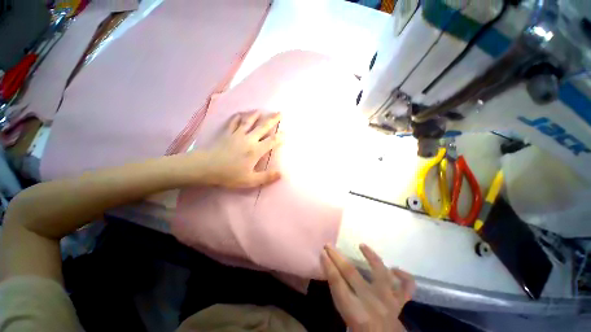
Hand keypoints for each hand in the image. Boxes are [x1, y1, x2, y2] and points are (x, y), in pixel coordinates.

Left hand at [199, 111, 283, 188]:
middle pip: (263, 127)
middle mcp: (249, 139)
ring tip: (260, 110)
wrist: (206, 167)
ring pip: (248, 122)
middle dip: (272, 120)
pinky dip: (237, 117)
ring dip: (255, 115)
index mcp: (255, 150)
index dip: (280, 137)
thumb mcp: (250, 180)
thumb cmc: (229, 175)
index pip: (271, 141)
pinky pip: (233, 123)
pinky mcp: (227, 133)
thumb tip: (280, 174)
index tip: (286, 133)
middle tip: (279, 113)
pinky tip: (240, 114)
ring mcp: (237, 135)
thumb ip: (266, 177)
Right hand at [321, 244, 414, 331]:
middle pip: (351, 273)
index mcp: (356, 312)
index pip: (337, 283)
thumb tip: (333, 276)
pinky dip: (404, 276)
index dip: (328, 266)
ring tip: (362, 245)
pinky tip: (394, 269)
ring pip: (381, 273)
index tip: (322, 253)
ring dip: (372, 257)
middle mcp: (372, 303)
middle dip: (337, 257)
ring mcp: (388, 301)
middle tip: (328, 245)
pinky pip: (407, 287)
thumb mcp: (347, 320)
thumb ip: (340, 298)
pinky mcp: (400, 303)